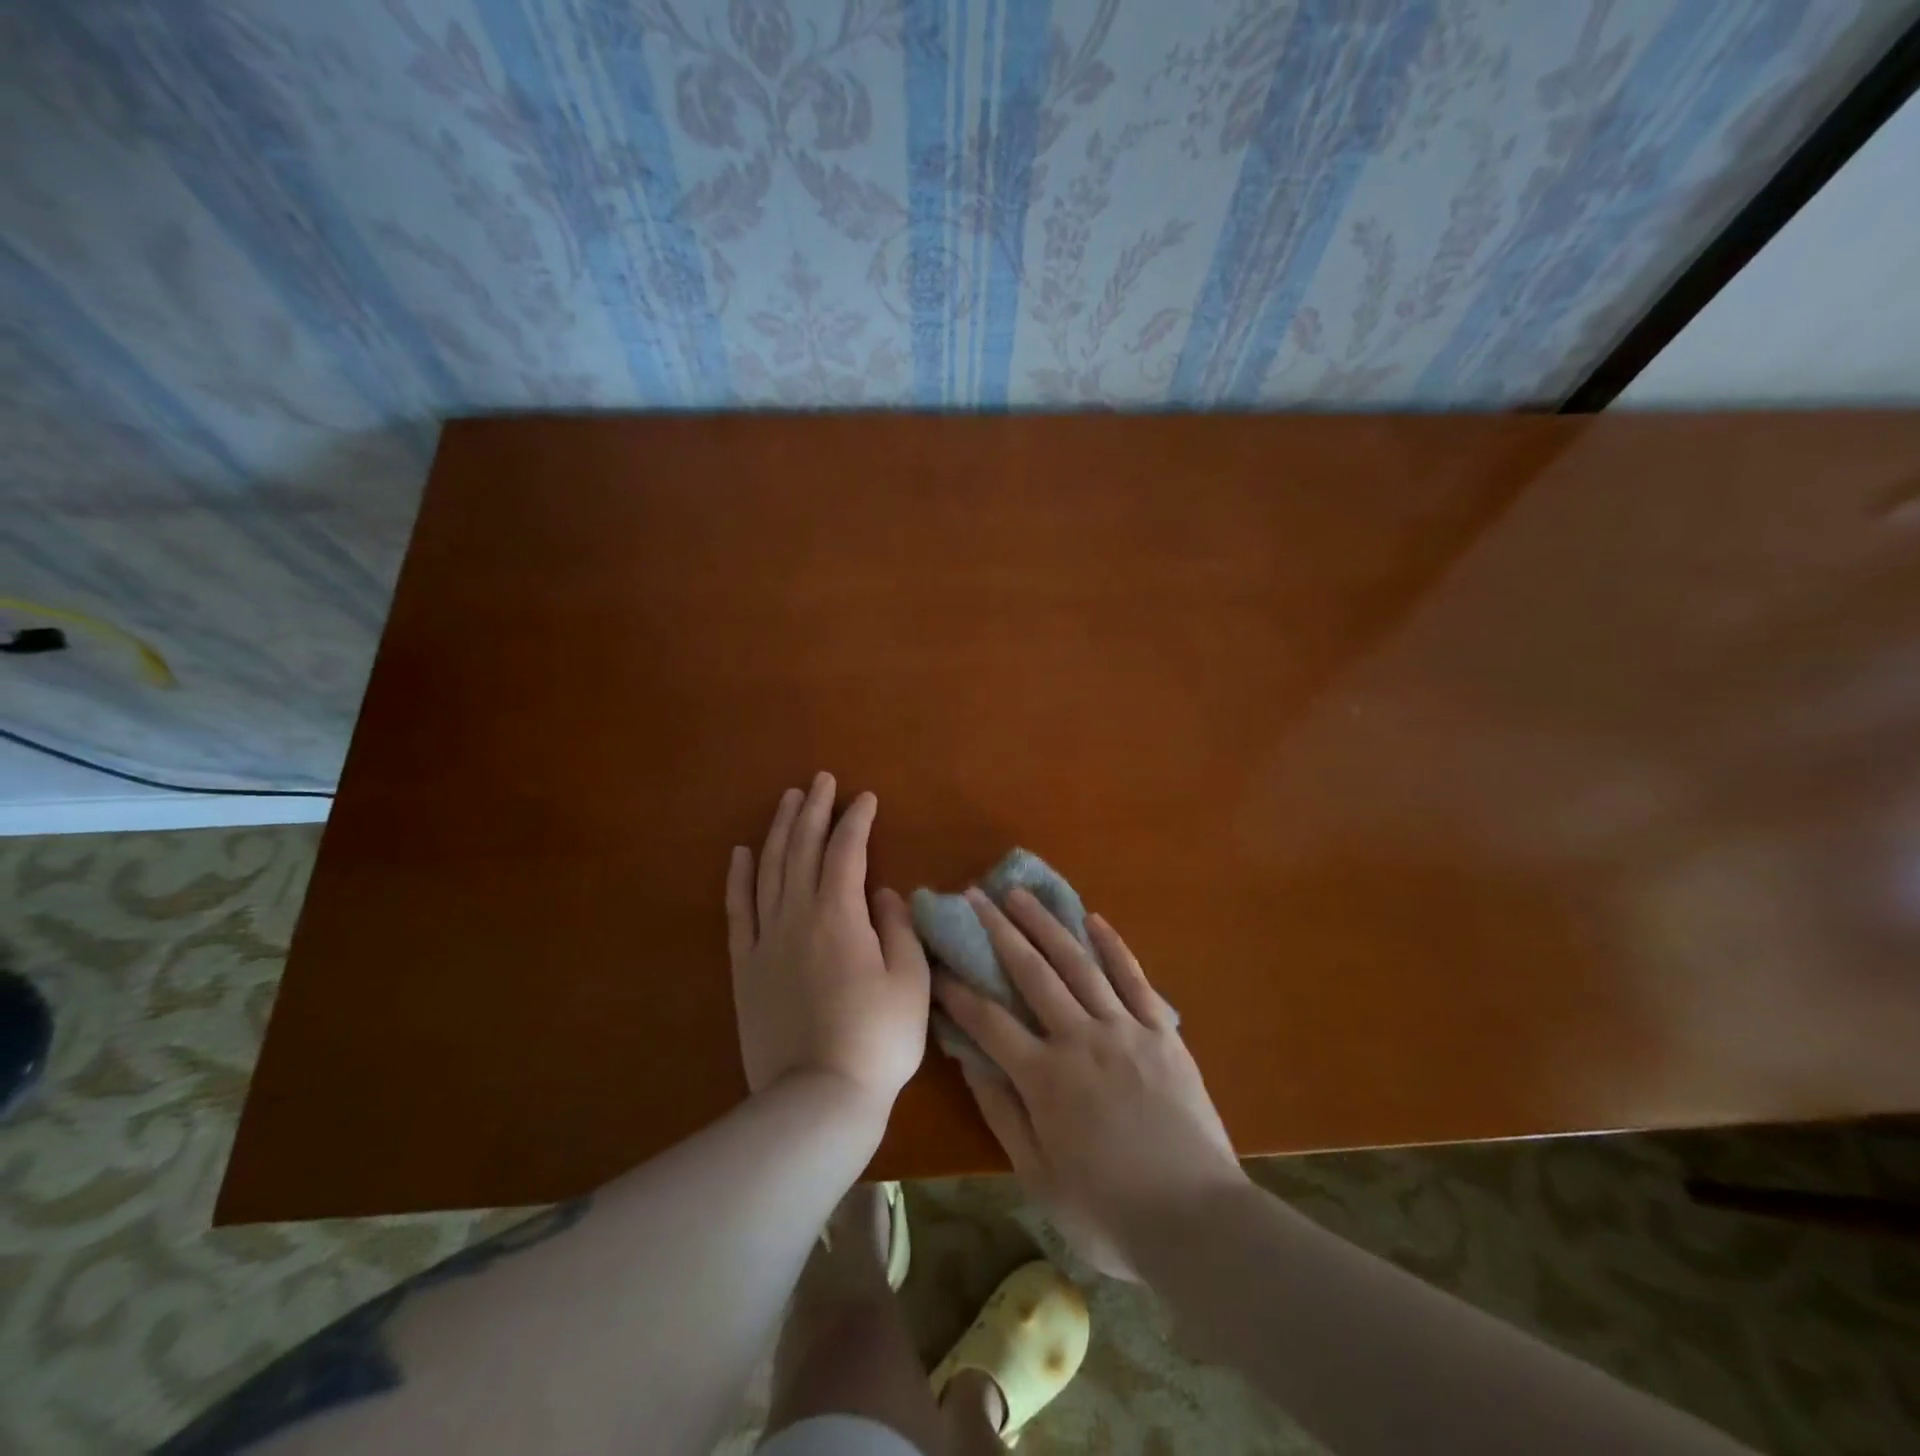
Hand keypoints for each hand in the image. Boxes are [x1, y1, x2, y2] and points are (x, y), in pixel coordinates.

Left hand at [726, 774, 929, 1116]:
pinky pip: (738, 910)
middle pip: (802, 848)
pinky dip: (739, 877)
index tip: (866, 798)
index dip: (856, 820)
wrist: (818, 1097)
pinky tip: (742, 853)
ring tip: (788, 800)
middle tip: (821, 780)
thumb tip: (884, 893)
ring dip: (779, 830)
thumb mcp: (910, 980)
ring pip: (768, 869)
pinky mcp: (745, 966)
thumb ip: (897, 928)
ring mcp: (766, 939)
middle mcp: (797, 914)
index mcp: (840, 914)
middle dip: (813, 810)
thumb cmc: (878, 1038)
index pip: (846, 851)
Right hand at [936, 888, 1243, 1277]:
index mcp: (1045, 1077)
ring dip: (1046, 924)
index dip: (958, 990)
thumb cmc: (1110, 1211)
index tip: (937, 962)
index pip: (988, 1021)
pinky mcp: (1162, 1031)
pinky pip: (1134, 978)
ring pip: (1078, 963)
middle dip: (998, 932)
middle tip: (974, 896)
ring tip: (1019, 894)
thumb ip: (1003, 1114)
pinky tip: (1093, 919)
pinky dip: (1113, 946)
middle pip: (1031, 973)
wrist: (1198, 1221)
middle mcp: (1080, 1038)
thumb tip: (971, 1062)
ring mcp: (1124, 1028)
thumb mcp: (1040, 1177)